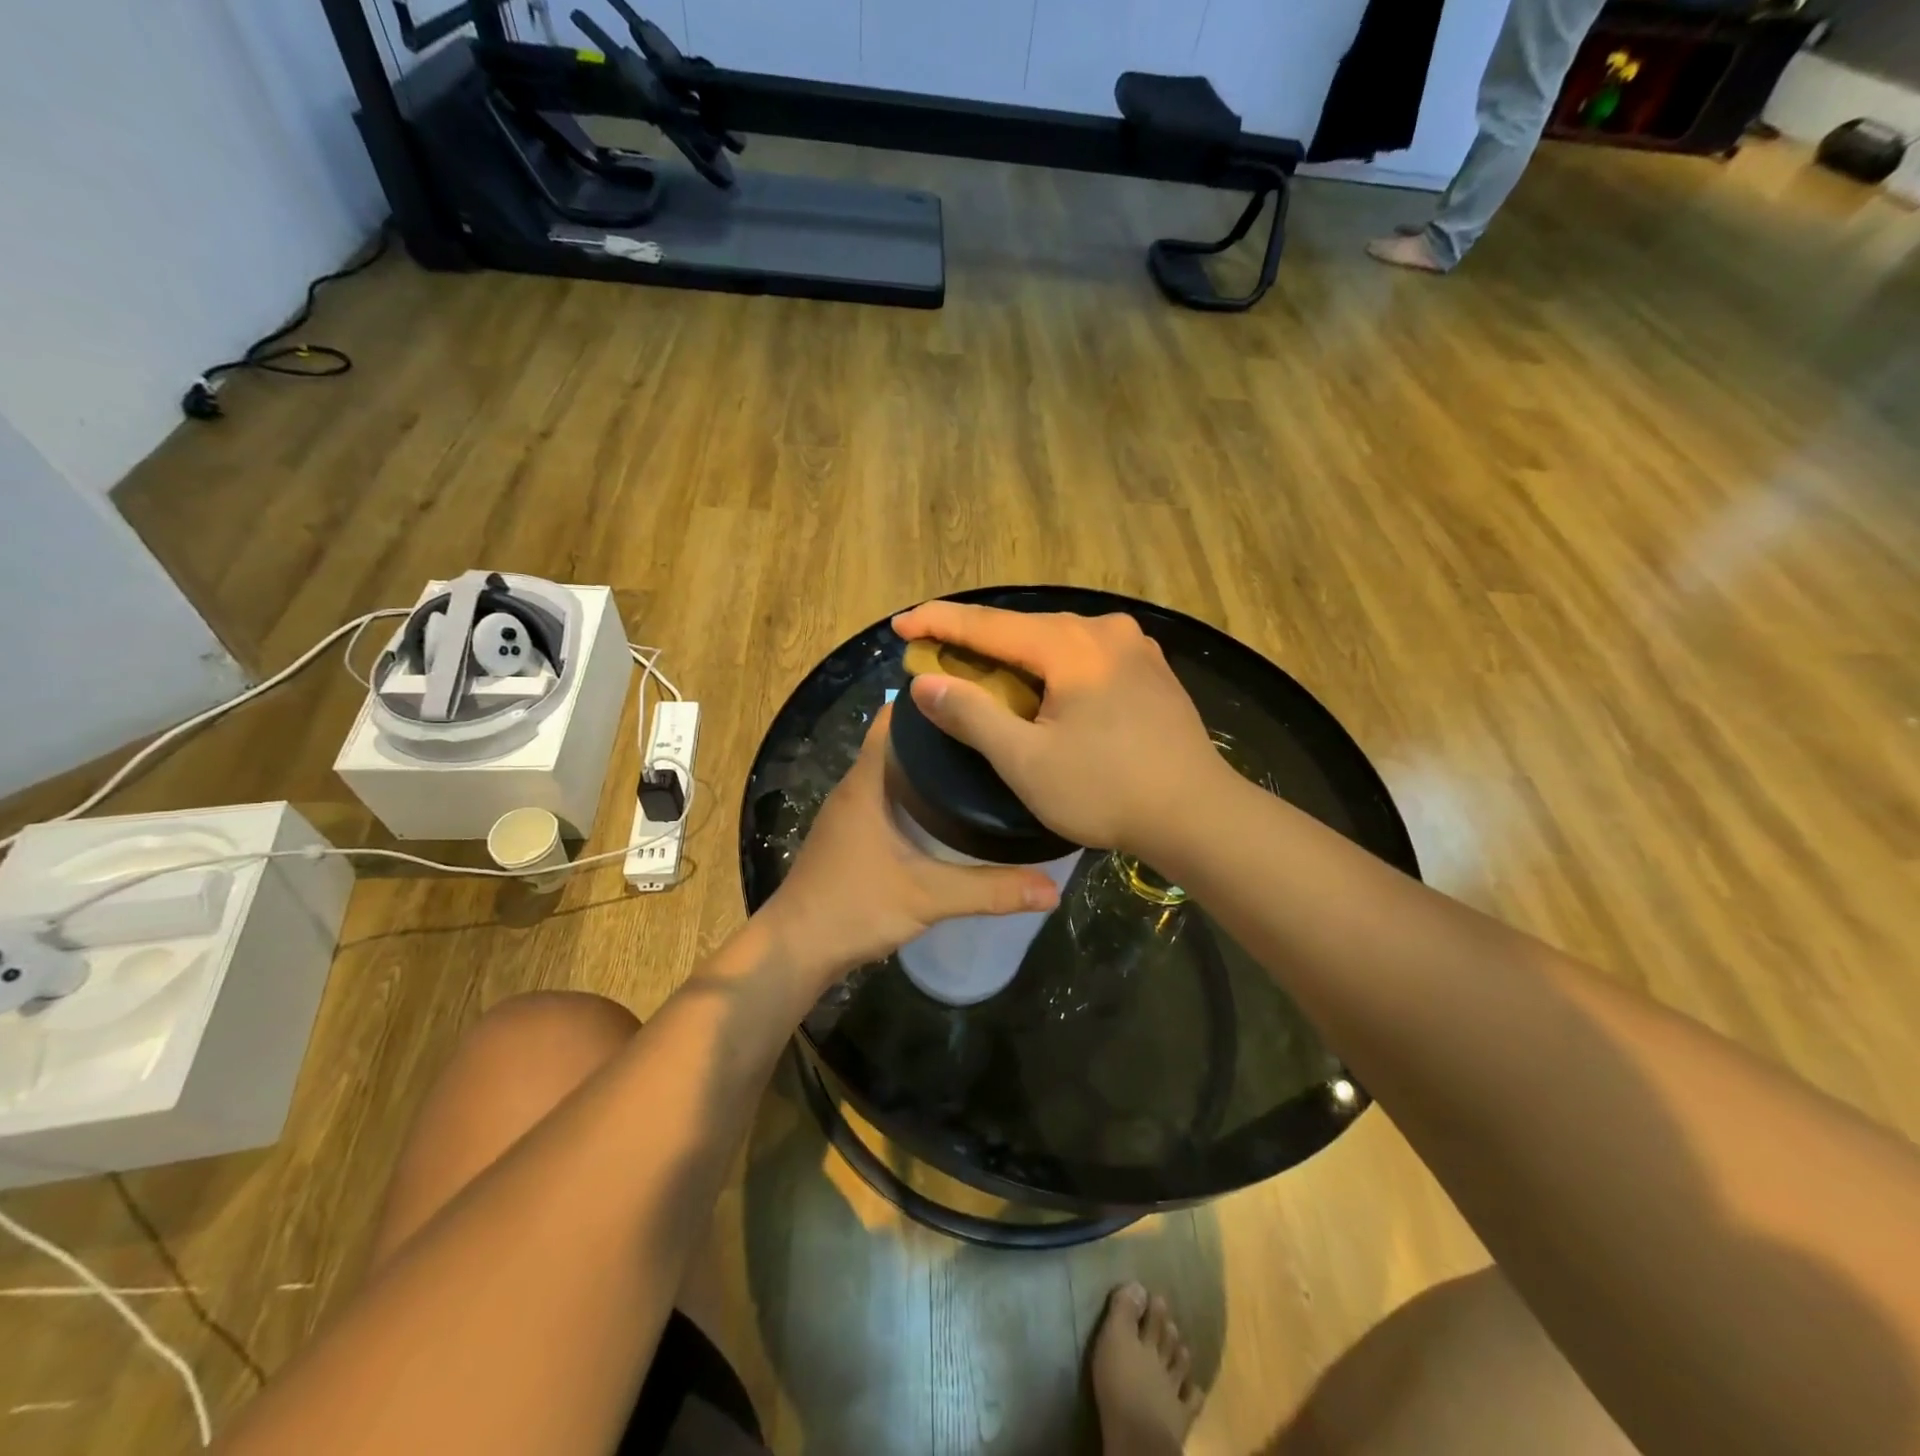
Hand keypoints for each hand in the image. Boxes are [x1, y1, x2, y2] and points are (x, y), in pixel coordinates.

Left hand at [757, 705, 1061, 986]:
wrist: (794, 950)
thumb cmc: (854, 907)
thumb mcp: (928, 897)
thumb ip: (990, 890)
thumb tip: (1052, 888)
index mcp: (867, 782)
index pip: (895, 719)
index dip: (932, 703)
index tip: (978, 698)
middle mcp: (856, 788)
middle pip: (900, 743)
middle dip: (943, 736)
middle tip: (994, 734)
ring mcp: (850, 814)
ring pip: (895, 773)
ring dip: (930, 768)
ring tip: (982, 766)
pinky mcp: (852, 838)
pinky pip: (889, 800)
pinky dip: (918, 797)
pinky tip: (950, 812)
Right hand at [892, 601, 1222, 856]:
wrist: (1197, 815)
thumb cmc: (1106, 790)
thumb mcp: (1026, 761)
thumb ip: (971, 715)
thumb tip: (924, 682)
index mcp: (1071, 645)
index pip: (988, 625)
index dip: (938, 622)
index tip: (900, 623)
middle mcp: (1104, 630)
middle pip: (1023, 629)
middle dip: (975, 643)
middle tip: (934, 656)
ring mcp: (1134, 647)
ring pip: (1055, 642)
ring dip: (1014, 658)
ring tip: (981, 675)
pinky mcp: (1150, 670)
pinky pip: (1084, 657)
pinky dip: (1050, 668)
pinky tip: (1041, 689)